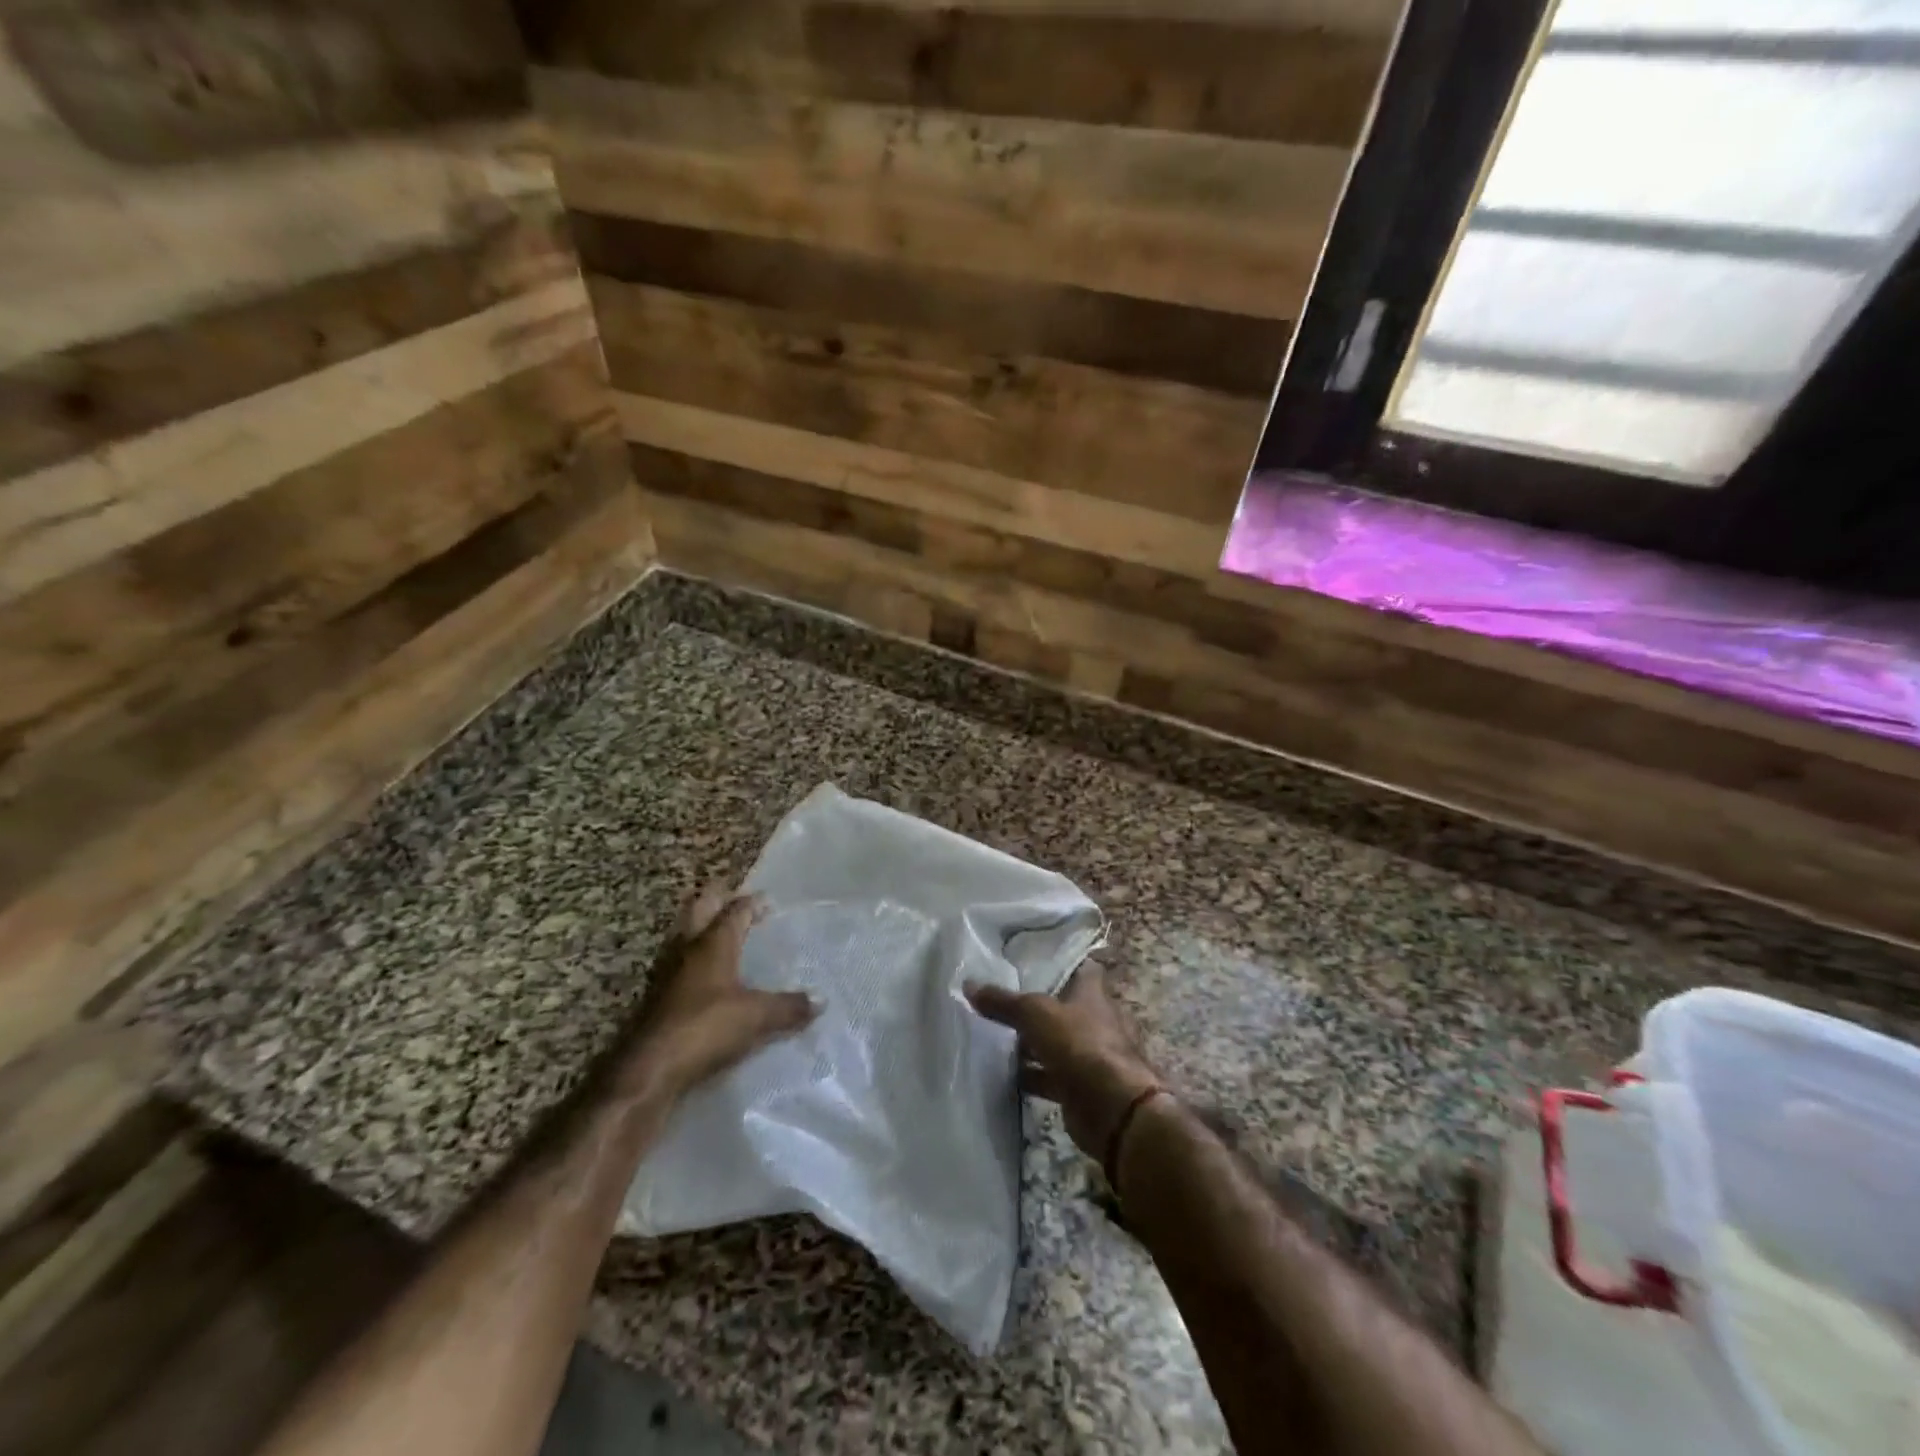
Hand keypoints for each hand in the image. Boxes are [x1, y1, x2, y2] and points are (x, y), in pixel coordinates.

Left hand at [618, 885, 816, 1100]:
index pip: (735, 910)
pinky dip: (693, 960)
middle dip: (717, 899)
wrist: (648, 1069)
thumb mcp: (756, 1017)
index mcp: (713, 943)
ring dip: (701, 928)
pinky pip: (678, 964)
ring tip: (722, 934)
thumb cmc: (705, 1027)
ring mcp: (667, 972)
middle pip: (699, 910)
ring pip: (684, 935)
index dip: (753, 902)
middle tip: (736, 899)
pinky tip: (705, 977)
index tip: (769, 901)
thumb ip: (789, 1006)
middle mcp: (687, 948)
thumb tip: (821, 1000)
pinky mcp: (656, 998)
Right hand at [965, 968, 1162, 1162]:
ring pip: (1055, 1043)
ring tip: (995, 1038)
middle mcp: (1094, 1020)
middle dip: (1036, 1007)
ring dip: (1031, 1044)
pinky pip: (1050, 1076)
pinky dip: (1032, 1076)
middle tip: (1000, 1002)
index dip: (1058, 964)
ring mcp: (1089, 1055)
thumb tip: (968, 984)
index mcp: (1092, 992)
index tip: (1029, 963)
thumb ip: (1003, 1002)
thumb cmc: (1079, 1044)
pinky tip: (1006, 1076)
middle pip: (1062, 1007)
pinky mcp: (1080, 1086)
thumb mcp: (1035, 1014)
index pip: (1079, 968)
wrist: (1112, 1107)